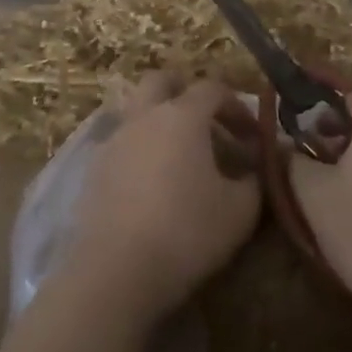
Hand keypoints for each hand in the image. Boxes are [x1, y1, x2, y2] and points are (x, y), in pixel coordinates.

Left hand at [59, 72, 259, 326]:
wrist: (116, 271)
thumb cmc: (187, 232)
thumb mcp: (240, 210)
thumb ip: (256, 179)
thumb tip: (259, 165)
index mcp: (182, 116)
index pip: (213, 89)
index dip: (237, 106)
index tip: (253, 135)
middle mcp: (144, 117)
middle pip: (161, 81)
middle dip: (185, 91)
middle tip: (207, 120)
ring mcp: (113, 141)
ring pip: (136, 110)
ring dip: (159, 120)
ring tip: (179, 155)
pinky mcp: (93, 170)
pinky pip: (120, 143)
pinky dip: (139, 150)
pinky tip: (151, 182)